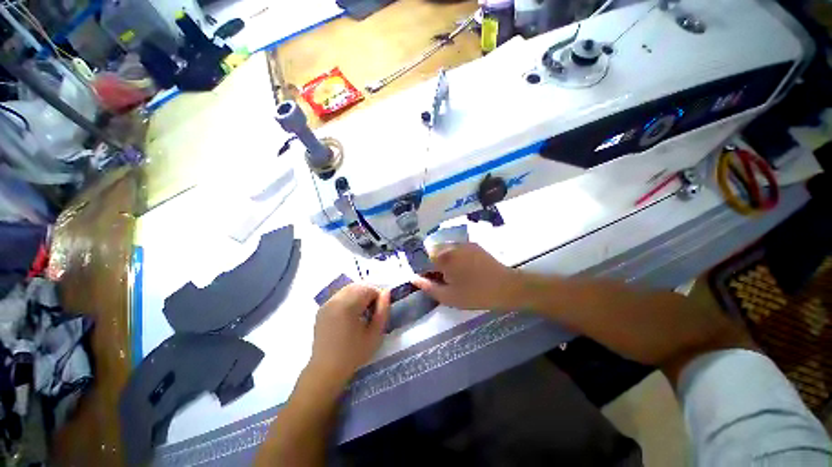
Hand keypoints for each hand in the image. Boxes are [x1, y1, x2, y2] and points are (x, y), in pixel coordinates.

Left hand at [307, 283, 389, 386]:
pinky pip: (339, 296)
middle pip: (357, 286)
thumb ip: (383, 310)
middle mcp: (335, 300)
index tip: (378, 311)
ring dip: (358, 295)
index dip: (377, 297)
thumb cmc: (353, 354)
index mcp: (348, 306)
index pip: (368, 289)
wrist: (326, 370)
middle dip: (368, 294)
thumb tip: (386, 292)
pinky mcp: (322, 309)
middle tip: (372, 311)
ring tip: (361, 313)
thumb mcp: (375, 334)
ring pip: (348, 289)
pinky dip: (348, 299)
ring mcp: (326, 304)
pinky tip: (350, 316)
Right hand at [411, 242, 524, 311]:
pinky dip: (456, 257)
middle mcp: (453, 246)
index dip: (423, 267)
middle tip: (442, 279)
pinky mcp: (475, 246)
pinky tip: (464, 269)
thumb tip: (414, 278)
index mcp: (445, 257)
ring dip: (445, 260)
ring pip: (447, 249)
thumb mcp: (450, 297)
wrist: (508, 287)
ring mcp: (465, 244)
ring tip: (454, 275)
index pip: (424, 256)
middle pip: (435, 251)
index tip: (428, 278)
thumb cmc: (477, 294)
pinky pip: (458, 249)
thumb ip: (429, 287)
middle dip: (434, 263)